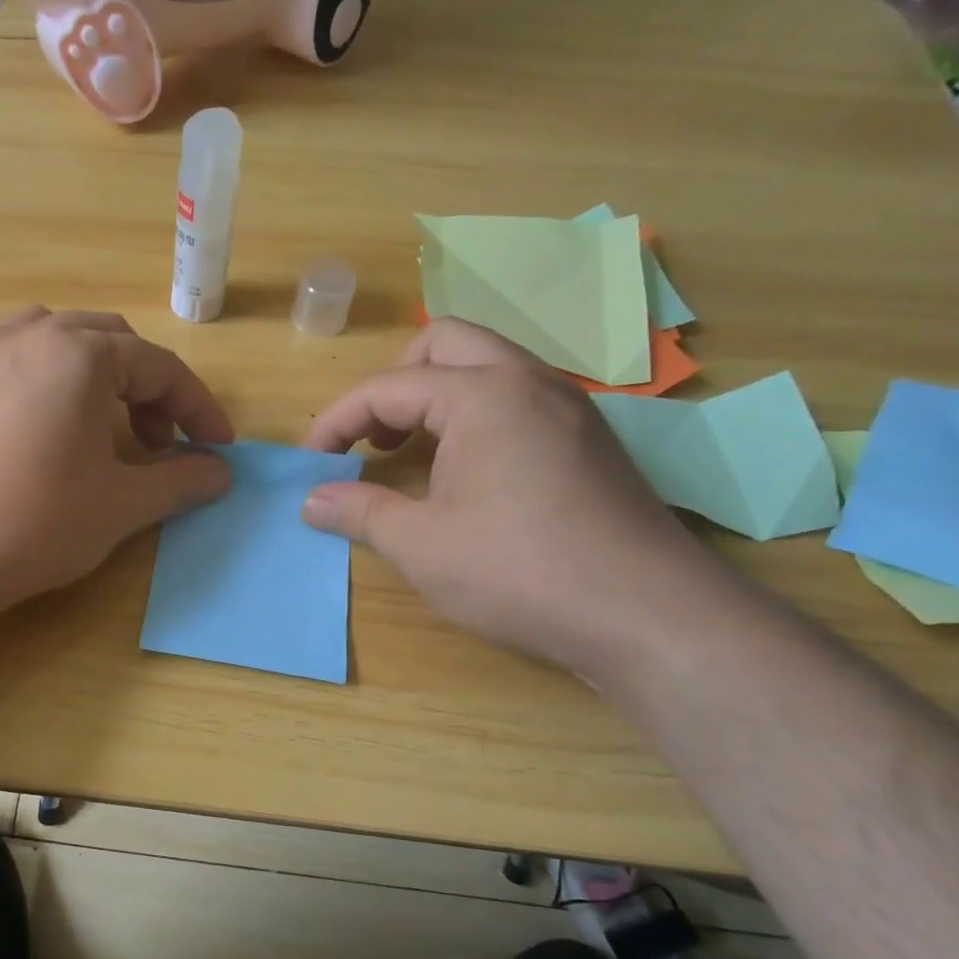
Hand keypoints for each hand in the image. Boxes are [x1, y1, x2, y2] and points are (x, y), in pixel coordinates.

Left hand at [0, 309, 233, 611]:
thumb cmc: (36, 523)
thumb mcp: (122, 505)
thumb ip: (181, 481)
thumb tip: (221, 472)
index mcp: (80, 353)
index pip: (160, 367)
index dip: (199, 409)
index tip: (219, 447)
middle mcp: (30, 334)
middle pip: (112, 344)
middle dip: (149, 390)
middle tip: (161, 444)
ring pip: (61, 344)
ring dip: (99, 379)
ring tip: (105, 431)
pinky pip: (18, 362)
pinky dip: (52, 384)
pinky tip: (49, 434)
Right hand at [301, 319, 723, 676]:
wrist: (646, 615)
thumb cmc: (518, 572)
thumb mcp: (421, 545)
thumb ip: (359, 511)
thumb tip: (311, 500)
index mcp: (483, 394)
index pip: (388, 387)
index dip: (338, 421)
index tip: (312, 462)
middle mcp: (529, 380)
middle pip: (443, 342)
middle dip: (392, 384)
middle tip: (372, 440)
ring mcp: (568, 406)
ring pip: (486, 364)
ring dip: (435, 395)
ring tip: (411, 452)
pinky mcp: (588, 437)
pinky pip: (516, 396)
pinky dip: (473, 413)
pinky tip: (465, 471)